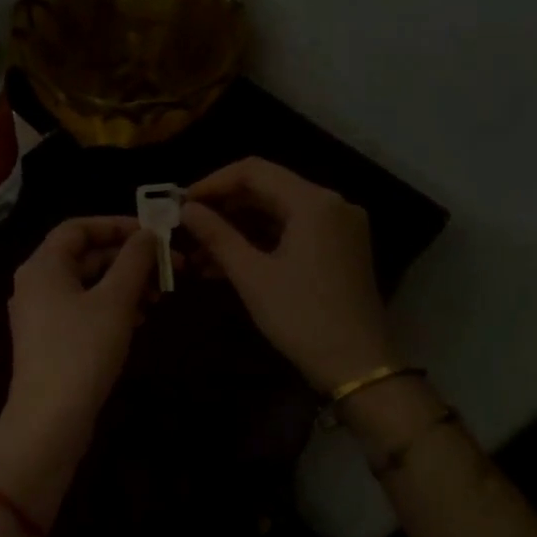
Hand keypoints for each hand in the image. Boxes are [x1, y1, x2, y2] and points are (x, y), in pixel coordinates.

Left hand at [3, 216, 154, 431]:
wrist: (50, 419)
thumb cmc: (82, 351)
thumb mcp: (115, 301)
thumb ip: (134, 261)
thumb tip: (148, 234)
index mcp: (43, 266)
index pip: (78, 228)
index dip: (116, 225)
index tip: (152, 234)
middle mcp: (36, 284)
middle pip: (85, 256)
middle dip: (128, 260)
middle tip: (168, 268)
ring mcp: (41, 315)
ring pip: (87, 285)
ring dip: (124, 285)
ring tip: (158, 297)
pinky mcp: (50, 341)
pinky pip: (83, 310)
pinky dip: (111, 308)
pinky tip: (138, 320)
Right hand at [181, 158, 393, 392]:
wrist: (356, 365)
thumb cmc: (301, 317)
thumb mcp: (252, 276)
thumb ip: (217, 236)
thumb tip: (186, 209)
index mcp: (314, 202)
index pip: (254, 171)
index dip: (213, 183)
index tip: (181, 203)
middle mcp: (332, 204)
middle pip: (267, 190)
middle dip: (224, 209)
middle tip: (186, 229)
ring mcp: (339, 228)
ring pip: (278, 214)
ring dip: (238, 230)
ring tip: (198, 254)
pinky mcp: (339, 250)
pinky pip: (292, 234)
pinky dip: (260, 244)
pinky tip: (225, 265)